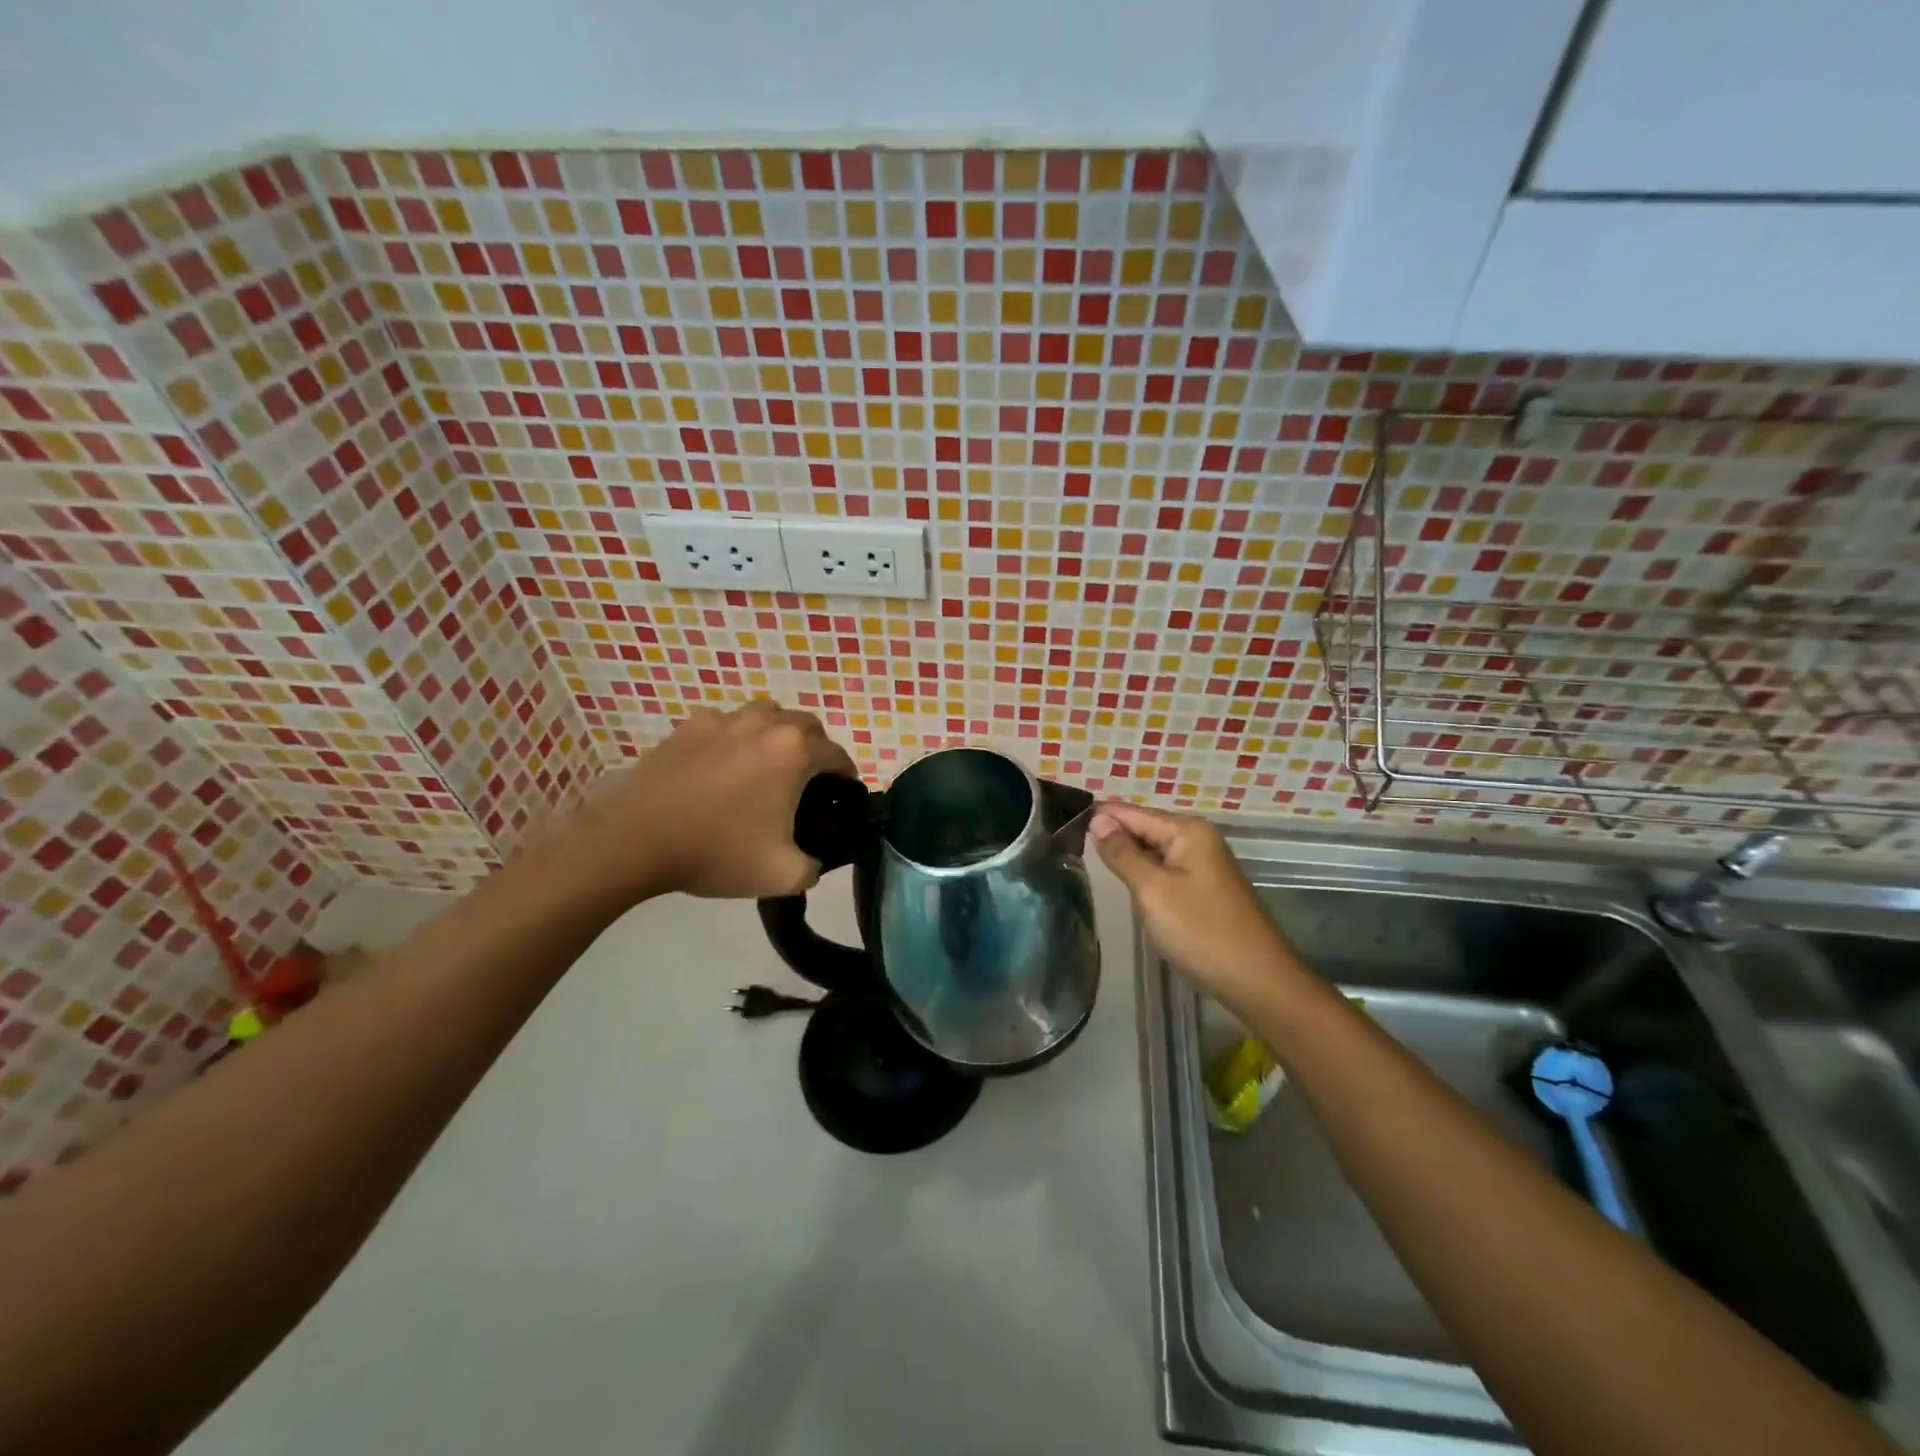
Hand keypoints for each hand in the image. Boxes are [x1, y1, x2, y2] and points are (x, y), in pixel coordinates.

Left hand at [566, 701, 857, 900]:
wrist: (635, 840)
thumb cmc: (716, 852)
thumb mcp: (782, 875)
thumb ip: (814, 867)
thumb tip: (814, 861)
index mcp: (795, 753)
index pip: (838, 755)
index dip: (846, 777)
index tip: (842, 797)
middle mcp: (765, 724)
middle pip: (806, 724)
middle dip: (816, 748)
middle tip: (807, 782)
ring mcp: (723, 720)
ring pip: (767, 714)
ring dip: (778, 733)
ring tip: (768, 765)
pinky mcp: (689, 726)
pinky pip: (726, 723)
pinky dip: (735, 737)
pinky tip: (723, 765)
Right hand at [1089, 802, 1302, 1011]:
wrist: (1258, 980)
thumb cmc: (1201, 931)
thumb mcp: (1152, 890)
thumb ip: (1122, 853)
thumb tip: (1097, 821)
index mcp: (1187, 830)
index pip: (1132, 812)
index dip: (1099, 816)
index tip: (1062, 823)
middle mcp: (1198, 838)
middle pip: (1144, 827)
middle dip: (1111, 834)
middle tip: (1068, 843)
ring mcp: (1204, 864)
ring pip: (1154, 849)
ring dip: (1126, 854)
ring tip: (1087, 859)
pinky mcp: (1205, 887)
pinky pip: (1166, 868)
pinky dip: (1144, 872)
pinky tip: (1125, 883)